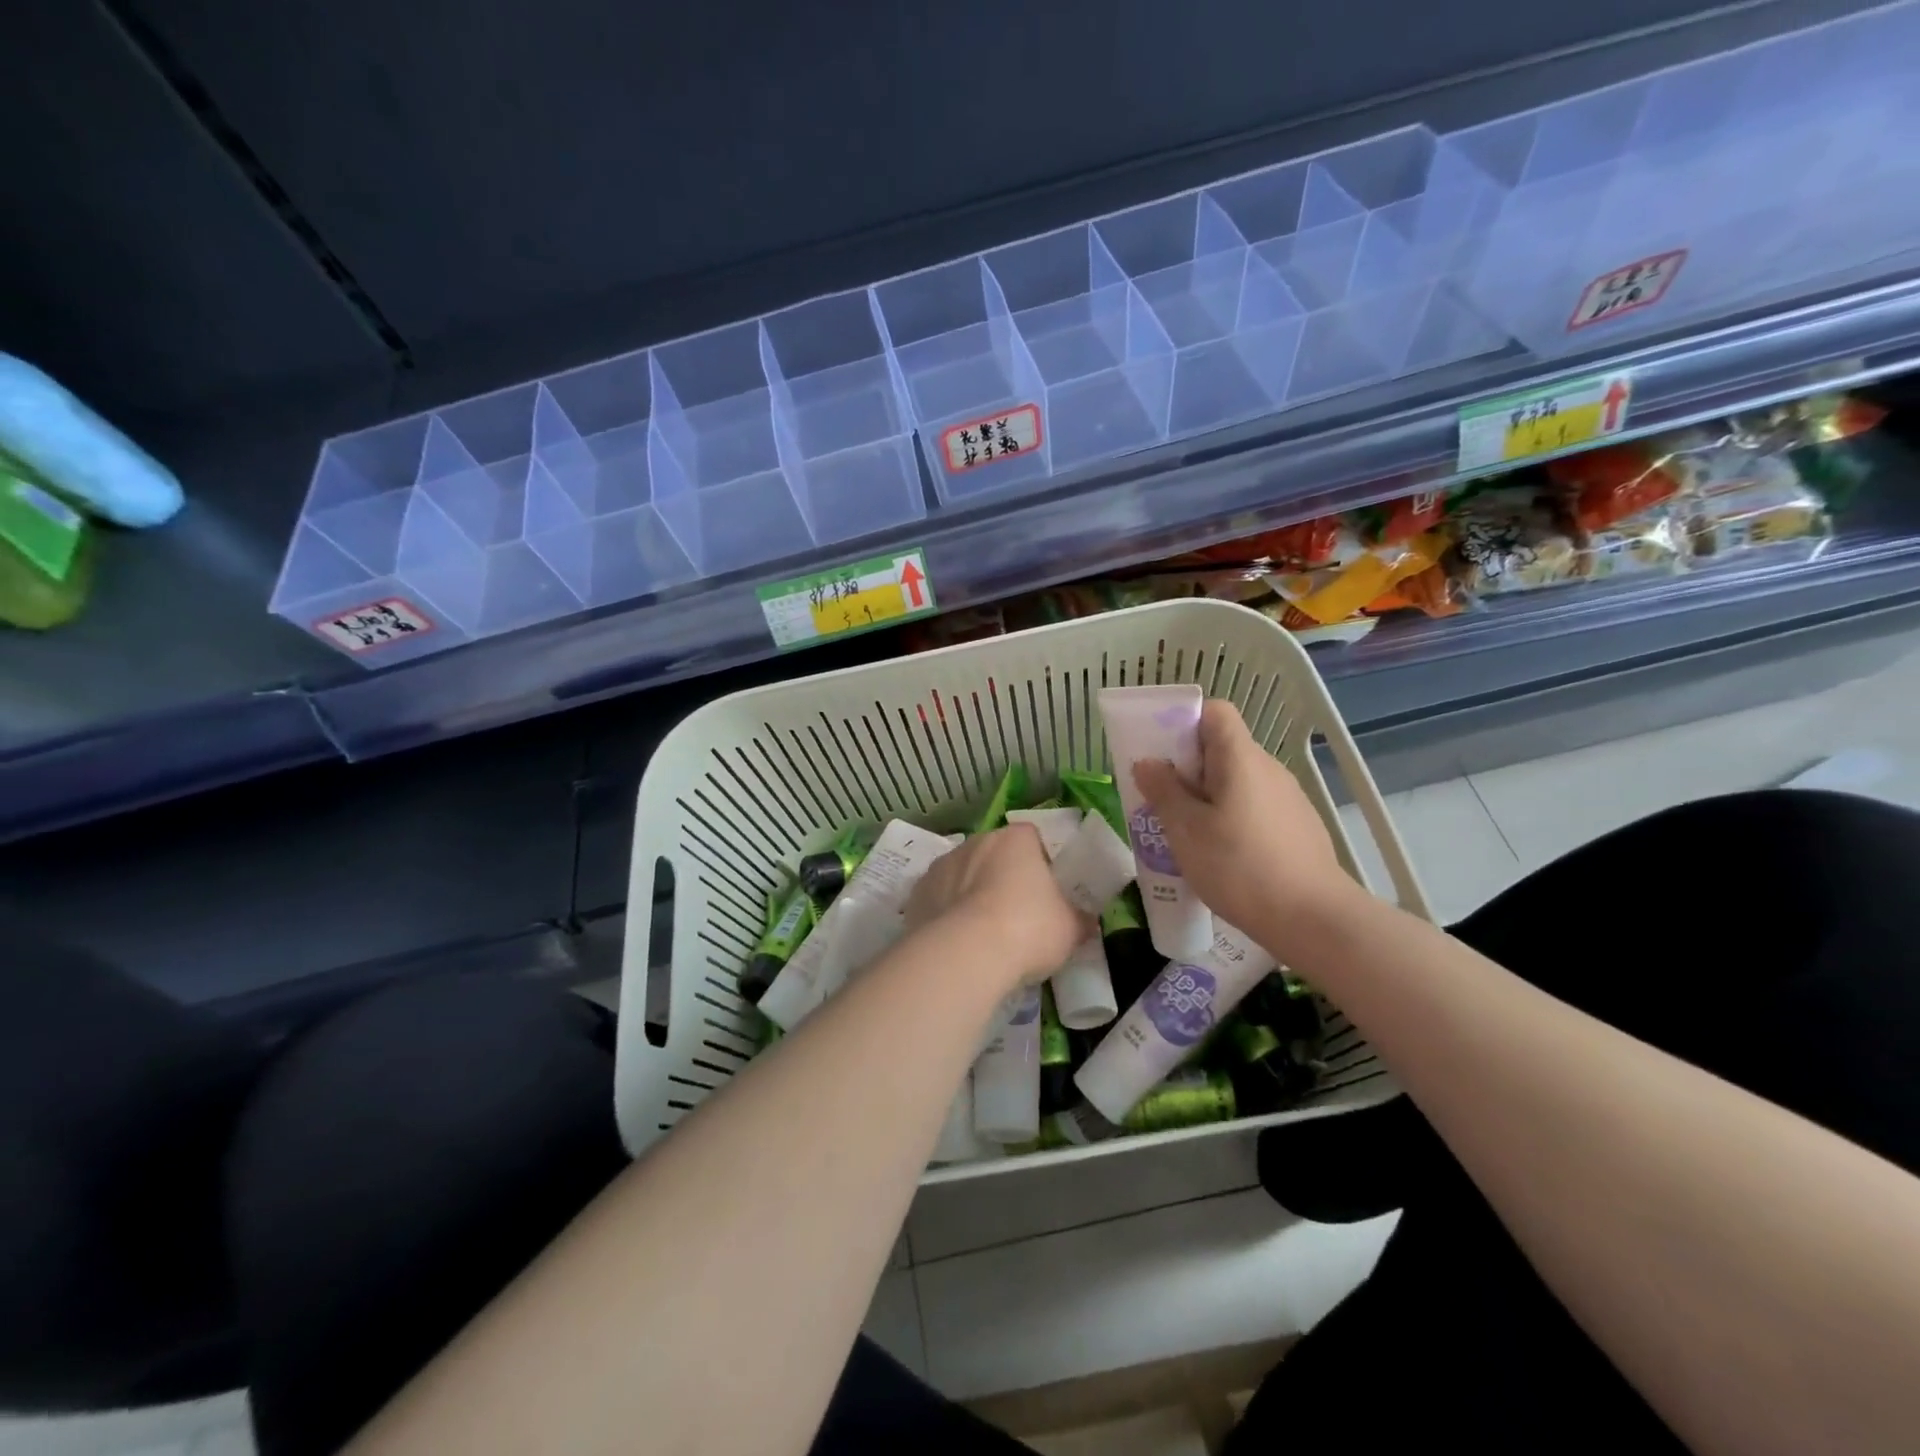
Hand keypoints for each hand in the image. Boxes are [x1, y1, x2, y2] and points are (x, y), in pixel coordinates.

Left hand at [904, 824, 1088, 989]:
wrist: (965, 954)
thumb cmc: (1028, 929)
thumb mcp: (1070, 929)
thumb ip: (1079, 920)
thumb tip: (1087, 923)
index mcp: (1016, 839)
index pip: (1032, 838)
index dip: (1040, 863)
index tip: (1045, 893)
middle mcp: (977, 841)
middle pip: (995, 854)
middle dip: (1003, 877)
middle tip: (1016, 916)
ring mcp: (943, 864)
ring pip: (963, 874)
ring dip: (972, 893)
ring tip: (983, 934)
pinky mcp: (917, 892)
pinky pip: (938, 897)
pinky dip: (946, 912)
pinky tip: (956, 941)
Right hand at [1133, 699, 1354, 960]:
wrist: (1313, 918)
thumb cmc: (1240, 867)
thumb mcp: (1186, 830)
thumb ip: (1163, 790)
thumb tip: (1148, 762)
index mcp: (1240, 758)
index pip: (1214, 712)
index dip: (1185, 723)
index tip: (1163, 756)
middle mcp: (1268, 768)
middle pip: (1222, 748)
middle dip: (1188, 768)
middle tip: (1164, 803)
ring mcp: (1288, 797)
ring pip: (1237, 780)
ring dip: (1209, 797)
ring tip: (1189, 836)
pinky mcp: (1297, 825)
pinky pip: (1254, 805)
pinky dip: (1233, 817)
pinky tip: (1224, 856)